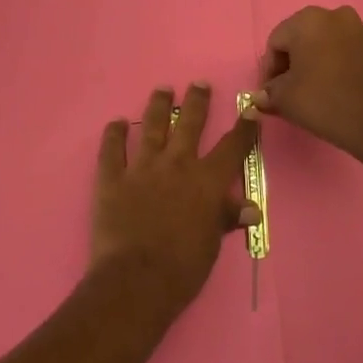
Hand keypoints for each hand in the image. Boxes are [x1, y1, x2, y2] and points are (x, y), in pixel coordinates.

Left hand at [91, 83, 259, 316]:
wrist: (137, 279)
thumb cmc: (183, 268)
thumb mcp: (212, 244)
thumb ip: (226, 218)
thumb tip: (250, 208)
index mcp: (206, 182)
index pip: (232, 148)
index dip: (244, 128)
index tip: (250, 110)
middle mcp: (176, 165)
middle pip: (189, 124)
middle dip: (196, 102)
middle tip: (198, 83)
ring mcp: (141, 168)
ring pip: (151, 127)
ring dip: (158, 106)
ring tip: (162, 90)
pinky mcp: (111, 178)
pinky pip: (111, 149)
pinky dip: (113, 134)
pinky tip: (116, 122)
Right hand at [252, 6, 362, 169]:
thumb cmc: (323, 102)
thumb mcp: (284, 99)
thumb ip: (269, 93)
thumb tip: (262, 96)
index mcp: (309, 20)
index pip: (276, 42)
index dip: (270, 68)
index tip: (271, 92)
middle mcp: (339, 17)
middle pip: (305, 39)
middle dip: (296, 62)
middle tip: (292, 90)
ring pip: (333, 46)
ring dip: (322, 63)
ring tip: (320, 92)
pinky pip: (356, 58)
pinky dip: (346, 70)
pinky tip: (345, 93)